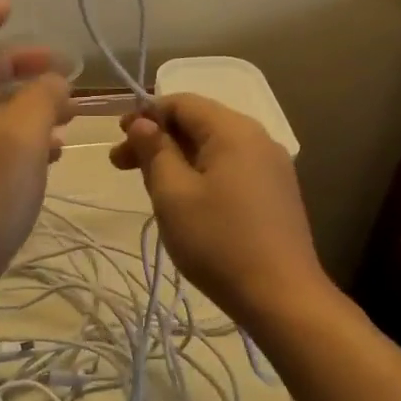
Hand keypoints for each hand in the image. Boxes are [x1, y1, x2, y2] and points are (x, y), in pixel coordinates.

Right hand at [110, 93, 325, 318]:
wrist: (282, 298)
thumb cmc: (219, 241)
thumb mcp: (173, 194)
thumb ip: (155, 151)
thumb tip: (142, 123)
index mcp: (233, 130)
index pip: (182, 102)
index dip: (145, 114)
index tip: (118, 138)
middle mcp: (258, 137)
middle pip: (199, 122)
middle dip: (158, 138)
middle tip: (121, 164)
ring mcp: (272, 166)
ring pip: (214, 147)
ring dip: (178, 158)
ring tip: (149, 185)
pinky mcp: (277, 192)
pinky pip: (232, 167)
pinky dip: (202, 173)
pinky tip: (186, 200)